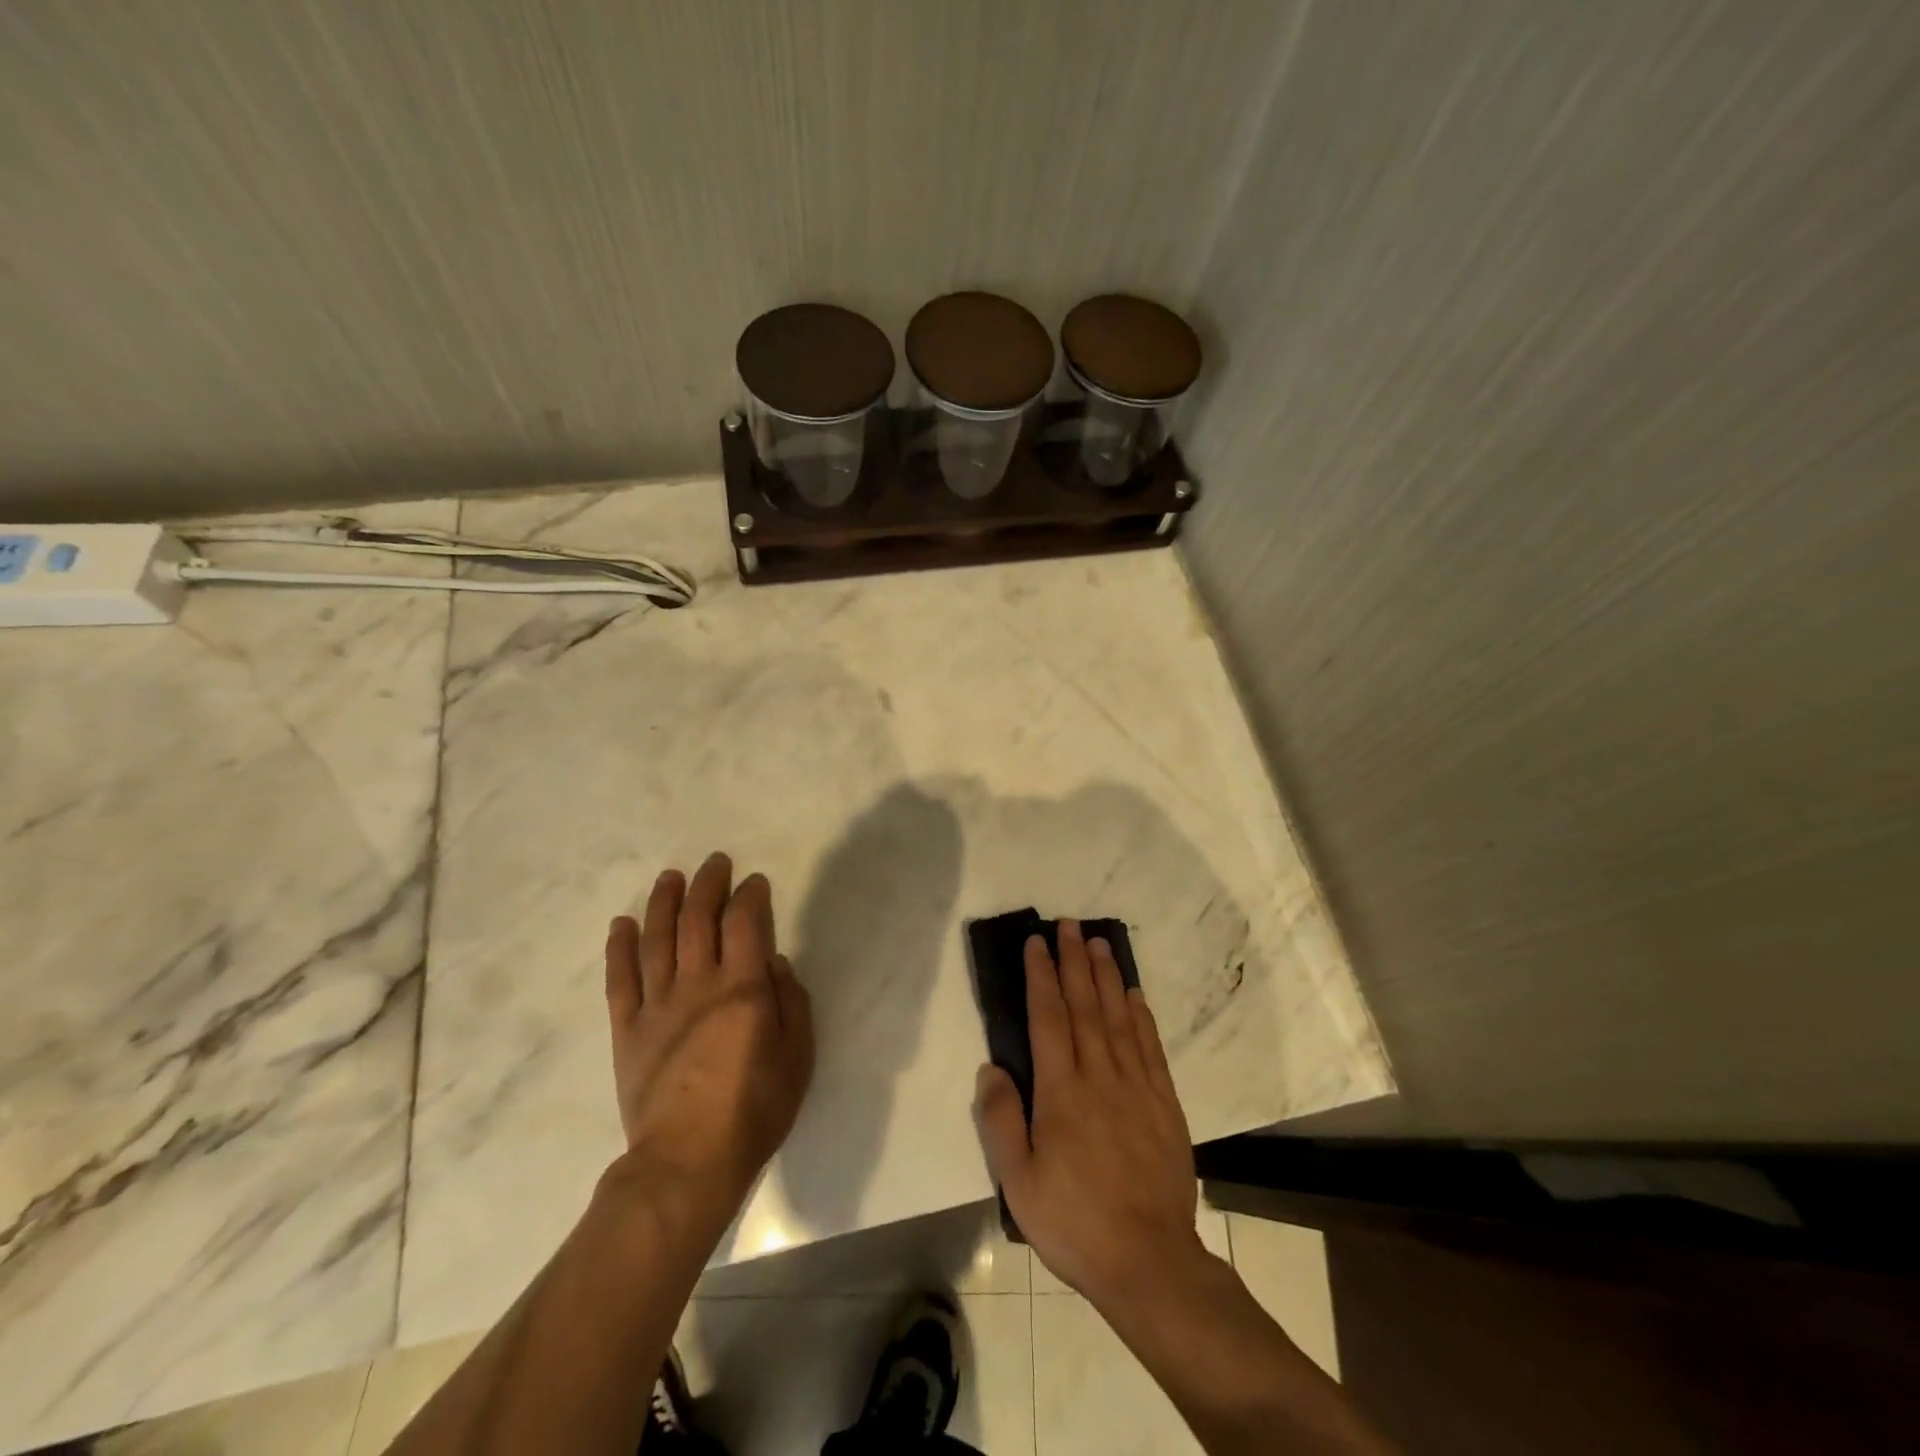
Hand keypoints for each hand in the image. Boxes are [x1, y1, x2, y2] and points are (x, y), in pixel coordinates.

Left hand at [604, 853, 813, 1225]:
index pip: (744, 922)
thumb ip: (790, 1000)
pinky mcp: (627, 1029)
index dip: (749, 895)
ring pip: (657, 938)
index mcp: (743, 987)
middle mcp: (698, 983)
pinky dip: (620, 947)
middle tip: (715, 863)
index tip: (754, 882)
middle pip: (698, 919)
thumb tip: (773, 960)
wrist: (687, 1162)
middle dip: (708, 884)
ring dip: (663, 902)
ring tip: (670, 877)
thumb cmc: (754, 1109)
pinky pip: (620, 979)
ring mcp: (657, 1004)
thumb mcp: (798, 1055)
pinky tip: (622, 923)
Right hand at [974, 920, 1208, 1308]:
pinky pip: (1150, 1047)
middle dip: (1074, 962)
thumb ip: (1001, 1120)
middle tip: (1069, 924)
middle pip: (1085, 1006)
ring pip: (1118, 1018)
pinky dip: (1141, 1016)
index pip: (1049, 1018)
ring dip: (1107, 977)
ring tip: (1099, 943)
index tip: (1037, 943)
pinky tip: (1133, 994)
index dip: (1042, 977)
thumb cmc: (1074, 1222)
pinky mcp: (1164, 1103)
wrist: (1149, 1261)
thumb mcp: (1018, 1182)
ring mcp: (1136, 1087)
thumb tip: (991, 1067)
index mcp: (1061, 1092)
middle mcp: (1100, 1077)